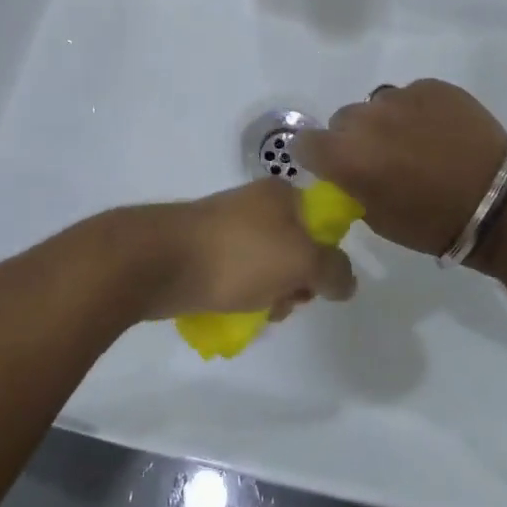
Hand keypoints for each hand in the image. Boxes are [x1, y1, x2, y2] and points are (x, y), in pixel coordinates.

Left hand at [131, 181, 356, 320]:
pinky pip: (235, 276)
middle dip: (294, 283)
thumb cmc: (238, 254)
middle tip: (281, 301)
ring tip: (251, 312)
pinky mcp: (203, 250)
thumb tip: (346, 281)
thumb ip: (334, 271)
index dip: (325, 257)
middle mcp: (255, 204)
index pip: (323, 224)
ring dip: (267, 295)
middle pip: (295, 250)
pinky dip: (238, 296)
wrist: (159, 260)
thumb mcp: (301, 261)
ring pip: (265, 268)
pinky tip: (230, 312)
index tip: (313, 282)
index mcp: (282, 194)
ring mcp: (227, 227)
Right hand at [292, 80, 506, 258]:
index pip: (305, 142)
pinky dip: (417, 112)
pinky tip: (440, 133)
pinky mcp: (432, 86)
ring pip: (377, 105)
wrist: (499, 205)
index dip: (317, 155)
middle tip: (383, 159)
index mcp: (346, 155)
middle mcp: (366, 119)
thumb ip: (351, 185)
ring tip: (416, 144)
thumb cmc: (433, 224)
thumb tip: (348, 171)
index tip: (332, 166)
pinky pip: (410, 95)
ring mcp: (400, 97)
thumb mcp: (377, 218)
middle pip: (343, 120)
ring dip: (386, 122)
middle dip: (355, 138)